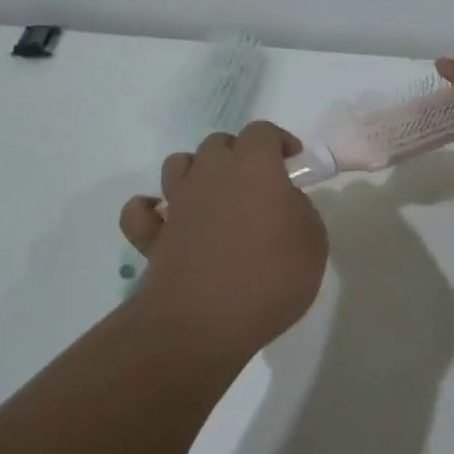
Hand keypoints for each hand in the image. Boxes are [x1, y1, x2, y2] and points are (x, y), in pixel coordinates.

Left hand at [119, 120, 328, 355]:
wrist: (205, 321)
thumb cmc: (270, 277)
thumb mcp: (313, 242)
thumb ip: (300, 212)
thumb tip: (283, 205)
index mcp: (253, 166)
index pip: (262, 132)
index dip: (279, 142)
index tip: (293, 163)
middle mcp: (210, 174)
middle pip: (218, 144)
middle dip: (238, 155)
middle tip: (256, 185)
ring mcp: (177, 203)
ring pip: (177, 165)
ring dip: (196, 173)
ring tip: (214, 198)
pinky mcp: (153, 236)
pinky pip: (140, 212)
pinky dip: (150, 211)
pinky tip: (165, 222)